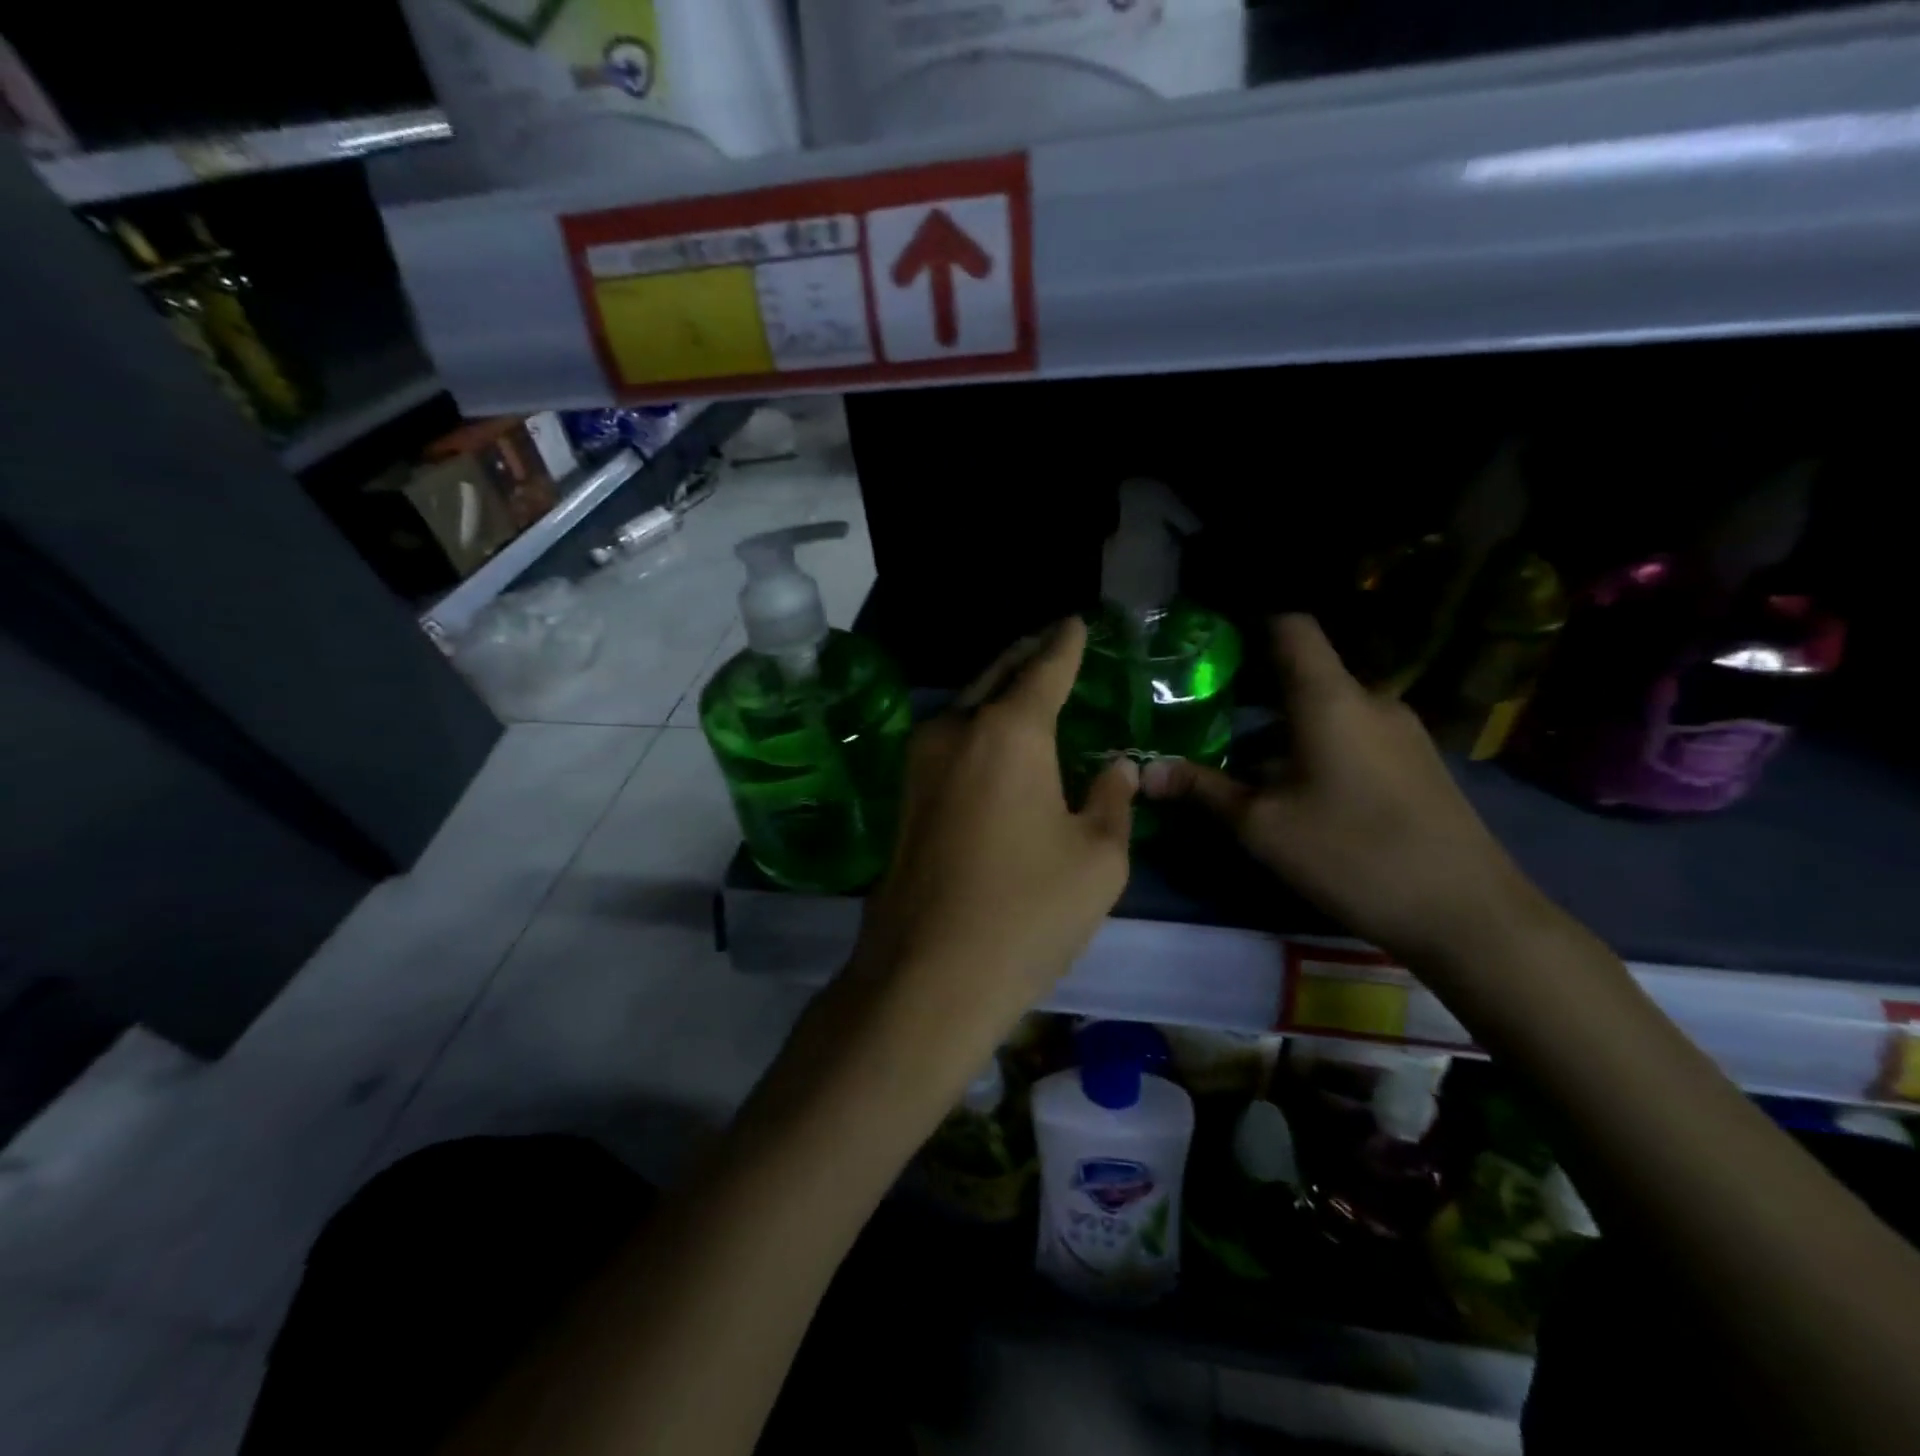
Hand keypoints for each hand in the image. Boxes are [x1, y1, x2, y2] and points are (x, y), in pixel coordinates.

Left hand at [850, 619, 1137, 1029]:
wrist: (926, 976)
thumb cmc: (1026, 913)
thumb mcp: (1097, 859)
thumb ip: (1112, 800)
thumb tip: (1118, 768)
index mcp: (1008, 732)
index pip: (1044, 667)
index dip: (1065, 643)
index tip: (1075, 621)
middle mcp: (956, 731)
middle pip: (996, 675)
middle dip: (1026, 656)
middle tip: (1052, 643)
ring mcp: (919, 763)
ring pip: (967, 706)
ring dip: (998, 691)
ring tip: (1029, 687)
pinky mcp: (905, 797)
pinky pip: (951, 741)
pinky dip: (979, 726)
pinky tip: (998, 744)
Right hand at [1142, 615, 1543, 967]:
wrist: (1467, 913)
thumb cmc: (1352, 854)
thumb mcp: (1263, 826)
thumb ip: (1203, 790)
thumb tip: (1144, 772)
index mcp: (1330, 699)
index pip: (1291, 627)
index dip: (1250, 627)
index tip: (1212, 650)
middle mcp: (1370, 700)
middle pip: (1305, 674)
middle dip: (1254, 694)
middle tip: (1209, 719)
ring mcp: (1402, 731)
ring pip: (1328, 710)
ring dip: (1285, 729)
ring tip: (1246, 767)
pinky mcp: (1418, 762)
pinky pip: (1355, 735)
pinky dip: (1318, 747)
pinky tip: (1301, 793)